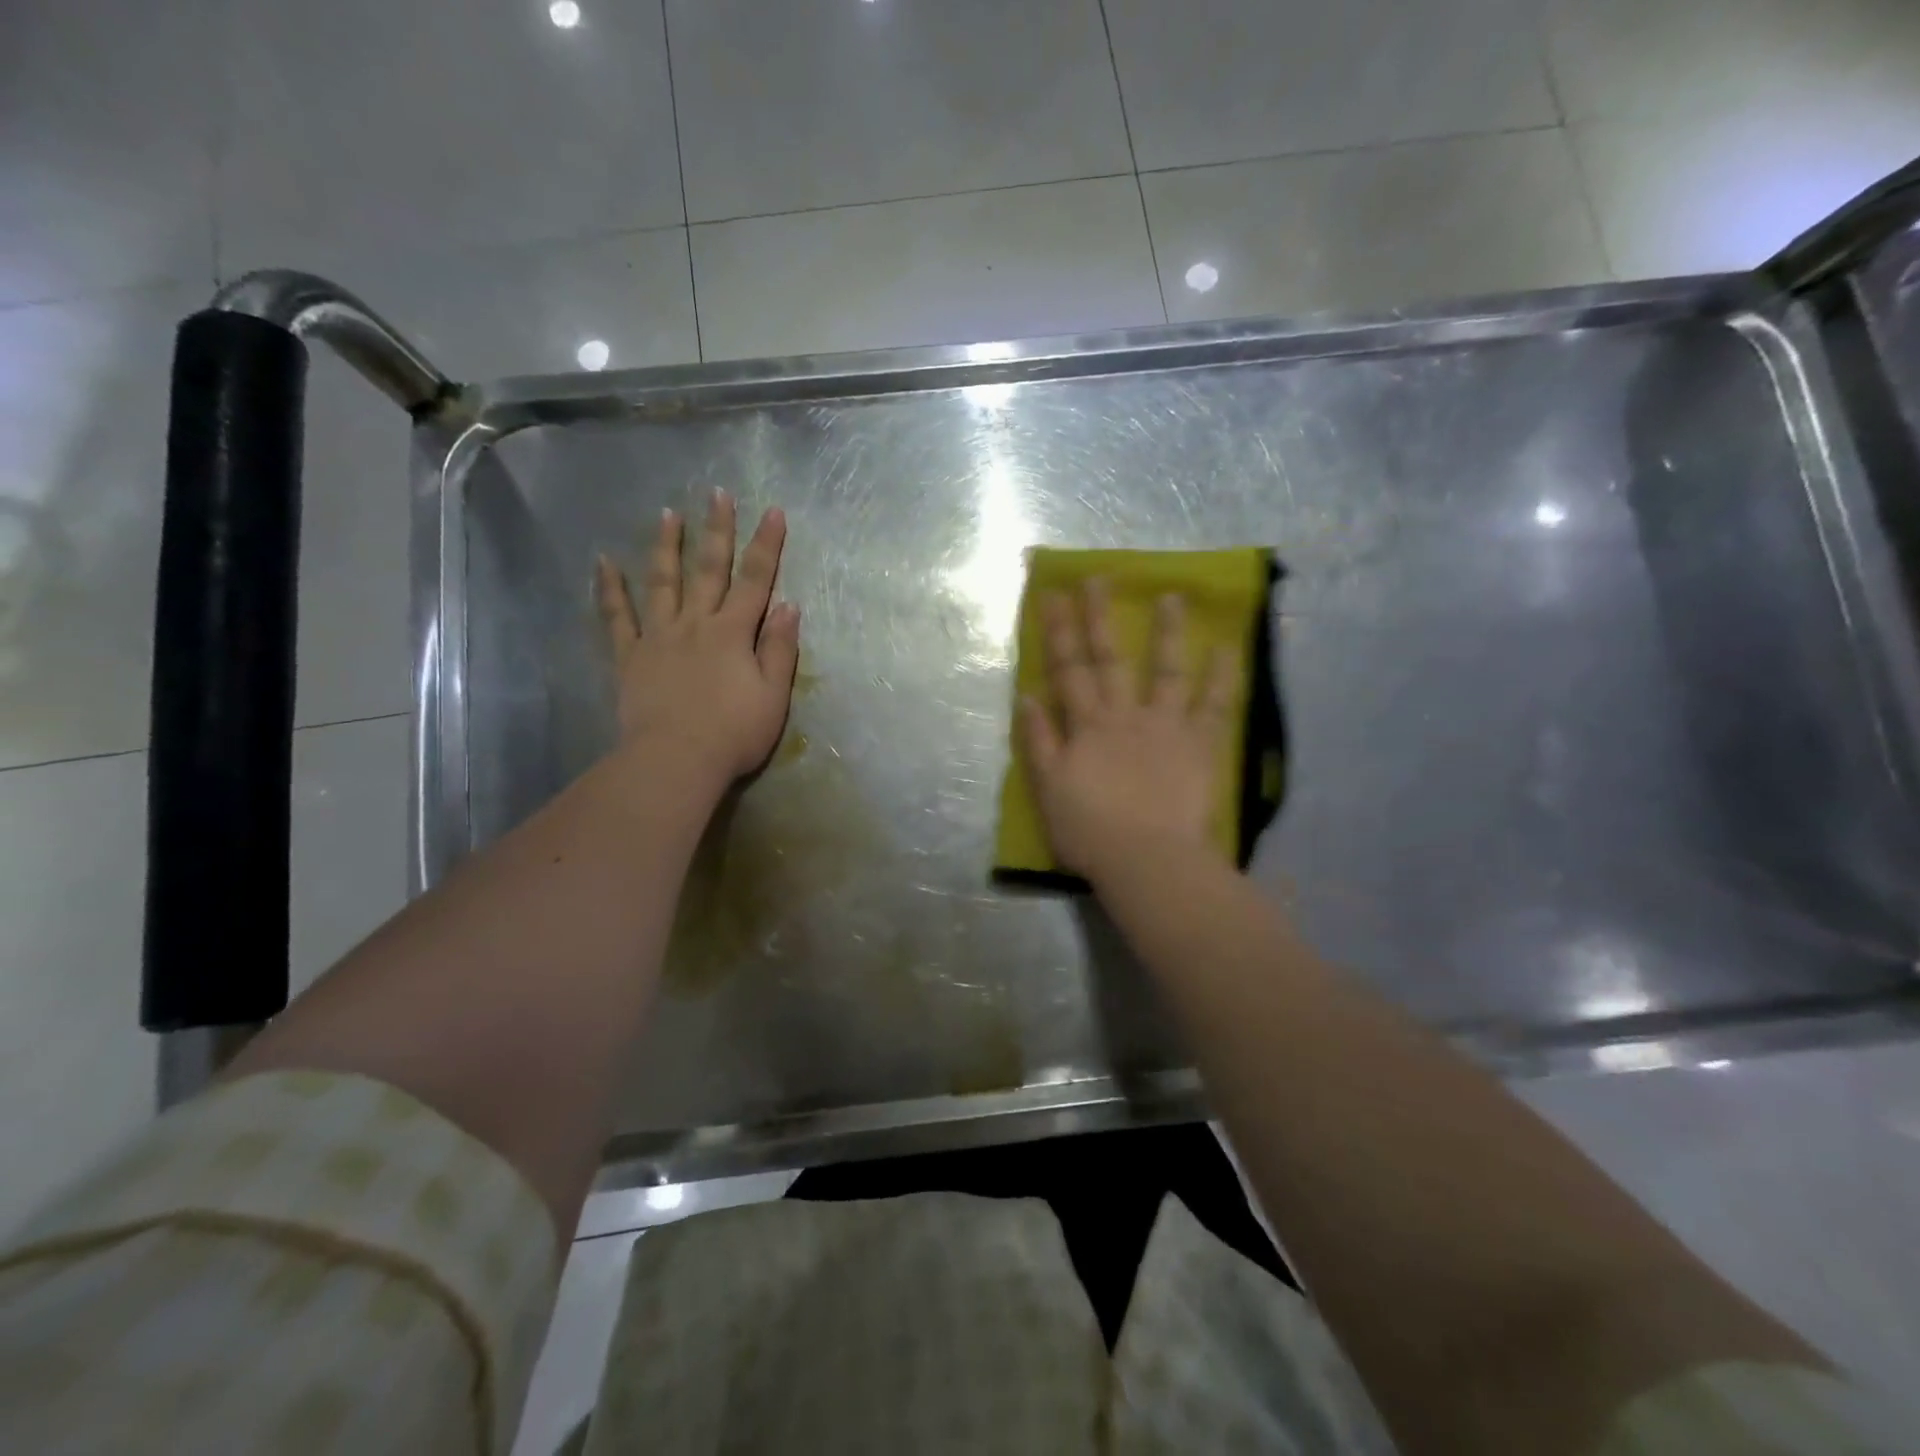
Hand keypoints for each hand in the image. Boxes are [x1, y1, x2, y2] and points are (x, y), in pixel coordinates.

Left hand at [596, 489, 800, 794]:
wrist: (676, 760)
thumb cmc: (734, 733)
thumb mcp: (773, 696)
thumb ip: (780, 649)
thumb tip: (789, 606)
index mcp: (734, 633)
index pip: (755, 581)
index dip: (766, 546)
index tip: (773, 512)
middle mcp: (696, 624)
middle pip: (709, 570)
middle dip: (717, 530)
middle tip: (718, 494)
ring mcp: (659, 637)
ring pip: (663, 582)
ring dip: (666, 546)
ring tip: (668, 514)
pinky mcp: (631, 657)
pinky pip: (618, 618)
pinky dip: (610, 589)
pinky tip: (604, 563)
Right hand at [1019, 580, 1236, 885]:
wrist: (1146, 860)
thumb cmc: (1090, 831)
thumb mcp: (1048, 789)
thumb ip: (1038, 741)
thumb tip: (1027, 696)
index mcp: (1087, 726)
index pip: (1068, 670)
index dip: (1059, 632)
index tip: (1054, 595)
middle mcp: (1124, 715)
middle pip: (1109, 659)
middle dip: (1100, 617)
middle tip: (1098, 579)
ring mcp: (1165, 726)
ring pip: (1165, 671)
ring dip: (1167, 633)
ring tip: (1172, 597)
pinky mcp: (1199, 744)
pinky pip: (1214, 705)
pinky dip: (1221, 676)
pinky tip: (1226, 647)